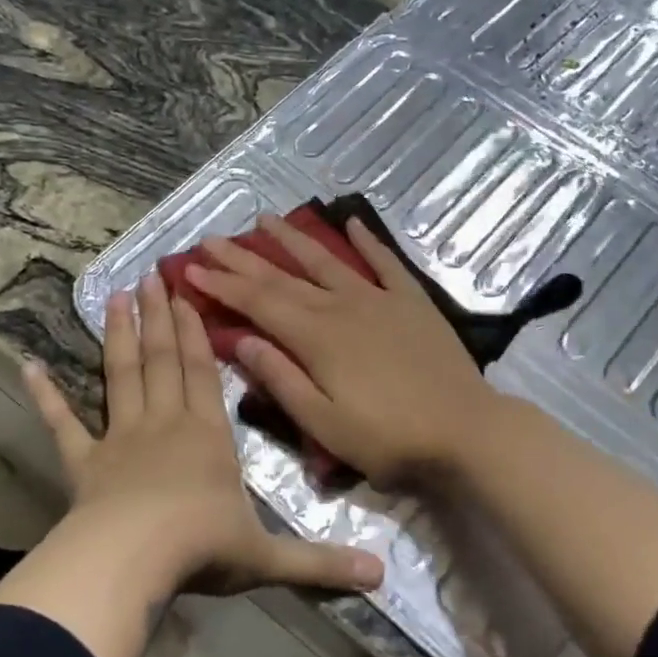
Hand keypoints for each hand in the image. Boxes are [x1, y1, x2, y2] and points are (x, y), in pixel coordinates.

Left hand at [21, 273, 383, 599]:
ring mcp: (120, 438)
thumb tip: (380, 576)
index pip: (202, 372)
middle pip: (161, 359)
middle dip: (158, 316)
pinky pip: (63, 423)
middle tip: (150, 276)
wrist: (135, 560)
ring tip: (115, 296)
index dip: (195, 332)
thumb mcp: (268, 558)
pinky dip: (46, 395)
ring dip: (118, 335)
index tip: (185, 295)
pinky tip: (29, 366)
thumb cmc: (203, 548)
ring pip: (121, 374)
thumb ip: (321, 563)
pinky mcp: (84, 462)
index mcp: (207, 436)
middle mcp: (164, 424)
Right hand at [184, 214, 505, 486]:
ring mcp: (378, 299)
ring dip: (292, 238)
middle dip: (242, 258)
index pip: (258, 302)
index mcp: (315, 337)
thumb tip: (241, 339)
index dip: (222, 284)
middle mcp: (341, 306)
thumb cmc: (389, 438)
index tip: (191, 268)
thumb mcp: (324, 423)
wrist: (466, 431)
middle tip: (210, 240)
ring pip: (325, 260)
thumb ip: (281, 379)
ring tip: (264, 218)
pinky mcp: (411, 302)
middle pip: (282, 276)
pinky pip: (384, 263)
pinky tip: (351, 222)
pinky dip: (366, 242)